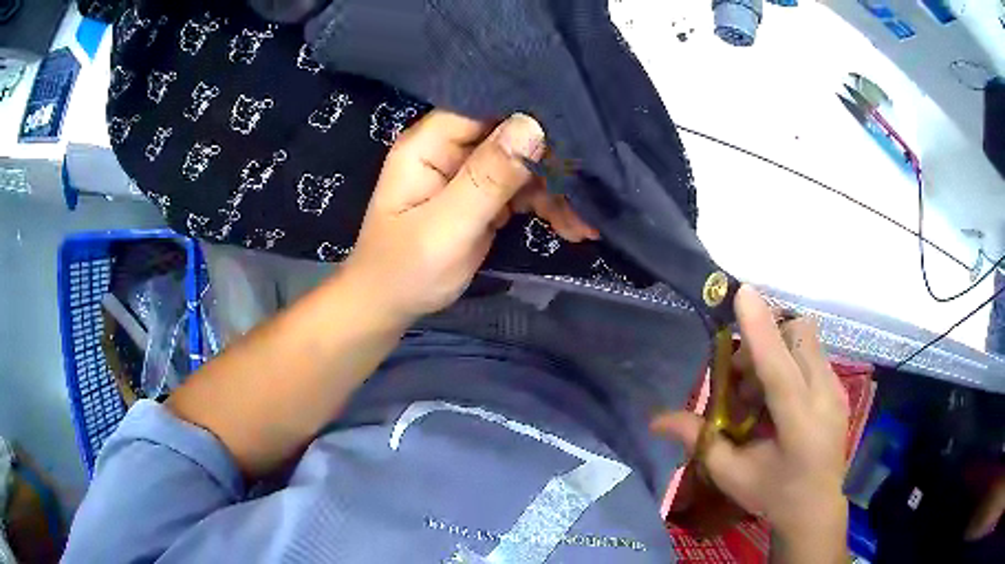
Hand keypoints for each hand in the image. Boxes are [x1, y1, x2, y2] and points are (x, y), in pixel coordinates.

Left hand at [343, 110, 596, 325]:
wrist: (389, 306)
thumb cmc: (405, 270)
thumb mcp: (446, 227)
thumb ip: (487, 178)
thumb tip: (533, 124)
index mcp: (430, 143)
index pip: (487, 109)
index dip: (531, 117)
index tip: (575, 138)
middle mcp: (451, 148)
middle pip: (512, 136)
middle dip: (551, 164)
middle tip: (585, 197)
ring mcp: (468, 172)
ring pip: (524, 164)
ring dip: (555, 192)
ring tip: (582, 224)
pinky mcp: (482, 195)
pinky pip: (523, 189)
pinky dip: (547, 206)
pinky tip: (571, 226)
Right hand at [654, 286, 849, 557]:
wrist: (816, 507)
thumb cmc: (773, 494)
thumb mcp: (732, 475)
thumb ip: (699, 441)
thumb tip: (656, 419)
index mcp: (798, 426)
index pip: (780, 369)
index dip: (761, 330)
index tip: (743, 293)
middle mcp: (824, 398)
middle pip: (798, 336)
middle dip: (765, 340)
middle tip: (743, 378)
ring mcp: (837, 390)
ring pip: (807, 340)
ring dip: (778, 349)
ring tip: (761, 390)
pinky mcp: (840, 388)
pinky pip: (812, 353)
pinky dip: (790, 360)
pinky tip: (780, 397)